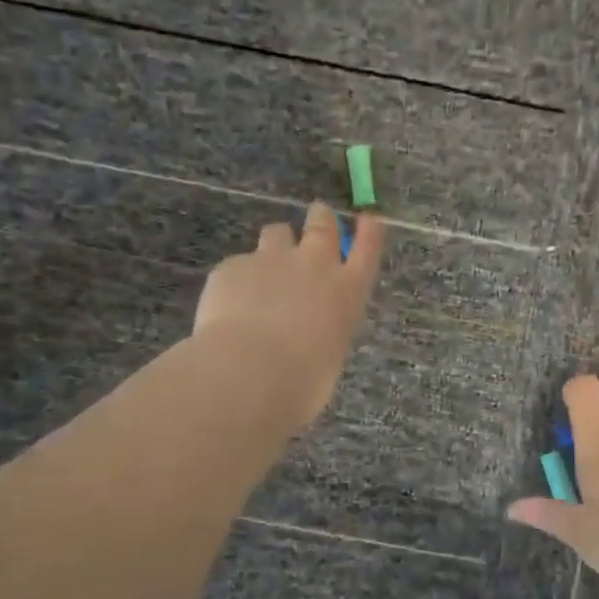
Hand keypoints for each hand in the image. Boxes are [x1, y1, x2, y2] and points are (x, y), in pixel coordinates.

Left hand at [192, 203, 384, 432]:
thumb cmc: (302, 382)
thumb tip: (307, 335)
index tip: (370, 219)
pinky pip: (239, 265)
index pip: (366, 250)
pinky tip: (229, 304)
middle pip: (322, 226)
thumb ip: (322, 333)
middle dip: (321, 219)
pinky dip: (238, 279)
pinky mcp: (233, 267)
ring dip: (278, 241)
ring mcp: (271, 261)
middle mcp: (313, 267)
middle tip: (318, 215)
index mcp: (346, 293)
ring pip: (277, 233)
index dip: (369, 232)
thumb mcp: (327, 357)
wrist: (249, 372)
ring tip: (269, 262)